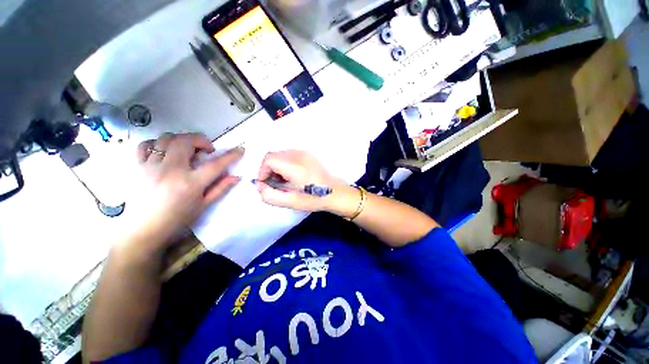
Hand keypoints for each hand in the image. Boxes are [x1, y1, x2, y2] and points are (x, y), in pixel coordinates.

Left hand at [128, 133, 242, 251]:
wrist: (143, 232)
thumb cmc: (177, 221)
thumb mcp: (203, 206)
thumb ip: (220, 188)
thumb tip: (236, 177)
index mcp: (190, 183)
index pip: (215, 164)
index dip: (231, 155)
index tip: (240, 150)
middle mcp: (171, 170)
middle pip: (186, 141)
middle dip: (201, 140)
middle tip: (207, 150)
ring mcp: (151, 166)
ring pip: (166, 138)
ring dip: (182, 140)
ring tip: (188, 150)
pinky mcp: (138, 167)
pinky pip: (145, 145)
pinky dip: (157, 143)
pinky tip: (165, 152)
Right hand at [257, 150, 358, 215]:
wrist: (335, 193)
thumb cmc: (314, 199)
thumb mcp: (291, 202)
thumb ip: (270, 195)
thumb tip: (260, 186)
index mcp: (295, 166)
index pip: (269, 159)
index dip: (263, 171)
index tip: (267, 184)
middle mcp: (299, 155)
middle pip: (273, 156)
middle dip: (269, 170)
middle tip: (276, 184)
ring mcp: (305, 153)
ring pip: (281, 155)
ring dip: (277, 167)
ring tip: (285, 181)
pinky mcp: (308, 155)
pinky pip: (290, 155)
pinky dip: (285, 164)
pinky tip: (293, 176)